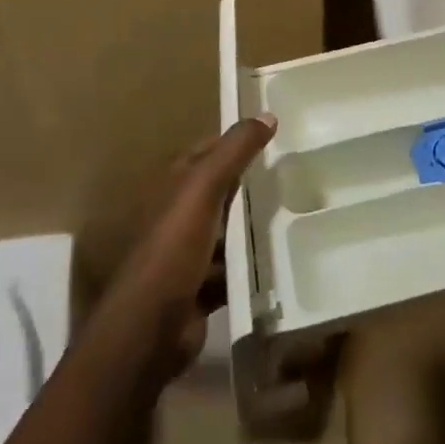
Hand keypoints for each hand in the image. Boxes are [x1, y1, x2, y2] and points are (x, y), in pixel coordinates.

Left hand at [101, 114, 274, 375]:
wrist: (149, 330)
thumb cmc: (173, 249)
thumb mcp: (203, 189)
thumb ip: (234, 151)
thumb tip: (267, 114)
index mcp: (174, 187)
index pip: (207, 152)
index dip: (235, 142)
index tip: (274, 134)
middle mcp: (178, 217)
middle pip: (219, 192)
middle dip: (250, 184)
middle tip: (294, 174)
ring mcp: (187, 256)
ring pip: (226, 233)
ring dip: (252, 228)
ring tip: (295, 215)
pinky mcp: (200, 290)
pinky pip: (231, 271)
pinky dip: (250, 268)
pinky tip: (279, 262)